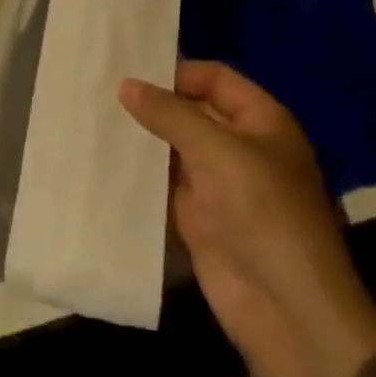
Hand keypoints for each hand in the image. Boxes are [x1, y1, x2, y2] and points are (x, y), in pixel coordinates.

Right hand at [120, 62, 375, 365]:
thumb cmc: (261, 211)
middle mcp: (240, 146)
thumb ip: (170, 114)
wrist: (283, 306)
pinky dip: (139, 173)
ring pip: (174, 148)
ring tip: (92, 119)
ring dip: (142, 137)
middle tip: (99, 90)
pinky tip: (103, 160)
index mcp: (262, 121)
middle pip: (192, 111)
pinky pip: (164, 183)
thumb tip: (125, 84)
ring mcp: (218, 183)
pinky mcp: (197, 216)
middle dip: (153, 103)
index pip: (215, 79)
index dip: (177, 72)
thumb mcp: (217, 151)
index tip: (129, 70)